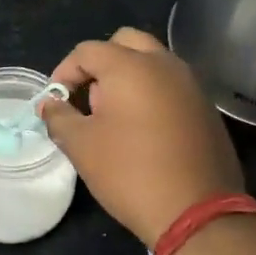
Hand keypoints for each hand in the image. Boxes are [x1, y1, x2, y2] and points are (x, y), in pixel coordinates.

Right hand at [40, 27, 242, 245]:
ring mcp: (191, 84)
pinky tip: (143, 131)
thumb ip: (59, 117)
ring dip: (128, 78)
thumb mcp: (81, 146)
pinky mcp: (206, 108)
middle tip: (88, 99)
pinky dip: (151, 94)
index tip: (56, 103)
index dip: (64, 72)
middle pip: (125, 43)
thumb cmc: (130, 173)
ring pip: (152, 62)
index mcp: (130, 66)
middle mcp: (164, 64)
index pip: (87, 51)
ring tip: (113, 117)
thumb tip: (50, 104)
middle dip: (100, 65)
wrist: (197, 211)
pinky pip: (171, 86)